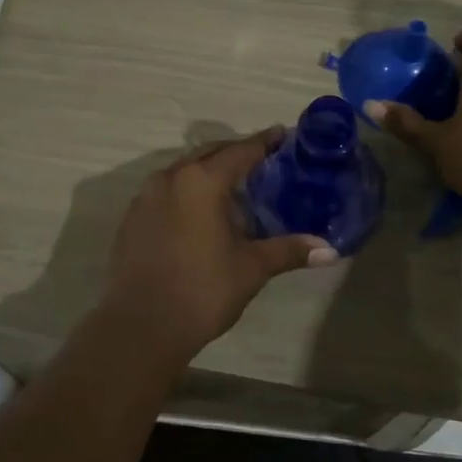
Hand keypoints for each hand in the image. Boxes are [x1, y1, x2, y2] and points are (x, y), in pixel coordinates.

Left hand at [104, 128, 337, 359]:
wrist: (141, 326)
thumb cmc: (202, 290)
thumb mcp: (251, 268)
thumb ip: (288, 251)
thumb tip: (329, 250)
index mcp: (201, 181)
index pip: (240, 151)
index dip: (264, 142)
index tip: (282, 135)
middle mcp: (170, 177)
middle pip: (209, 153)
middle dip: (235, 153)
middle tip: (262, 160)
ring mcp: (145, 197)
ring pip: (183, 171)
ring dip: (208, 171)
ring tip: (232, 187)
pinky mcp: (132, 218)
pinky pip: (165, 192)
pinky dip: (186, 192)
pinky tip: (199, 214)